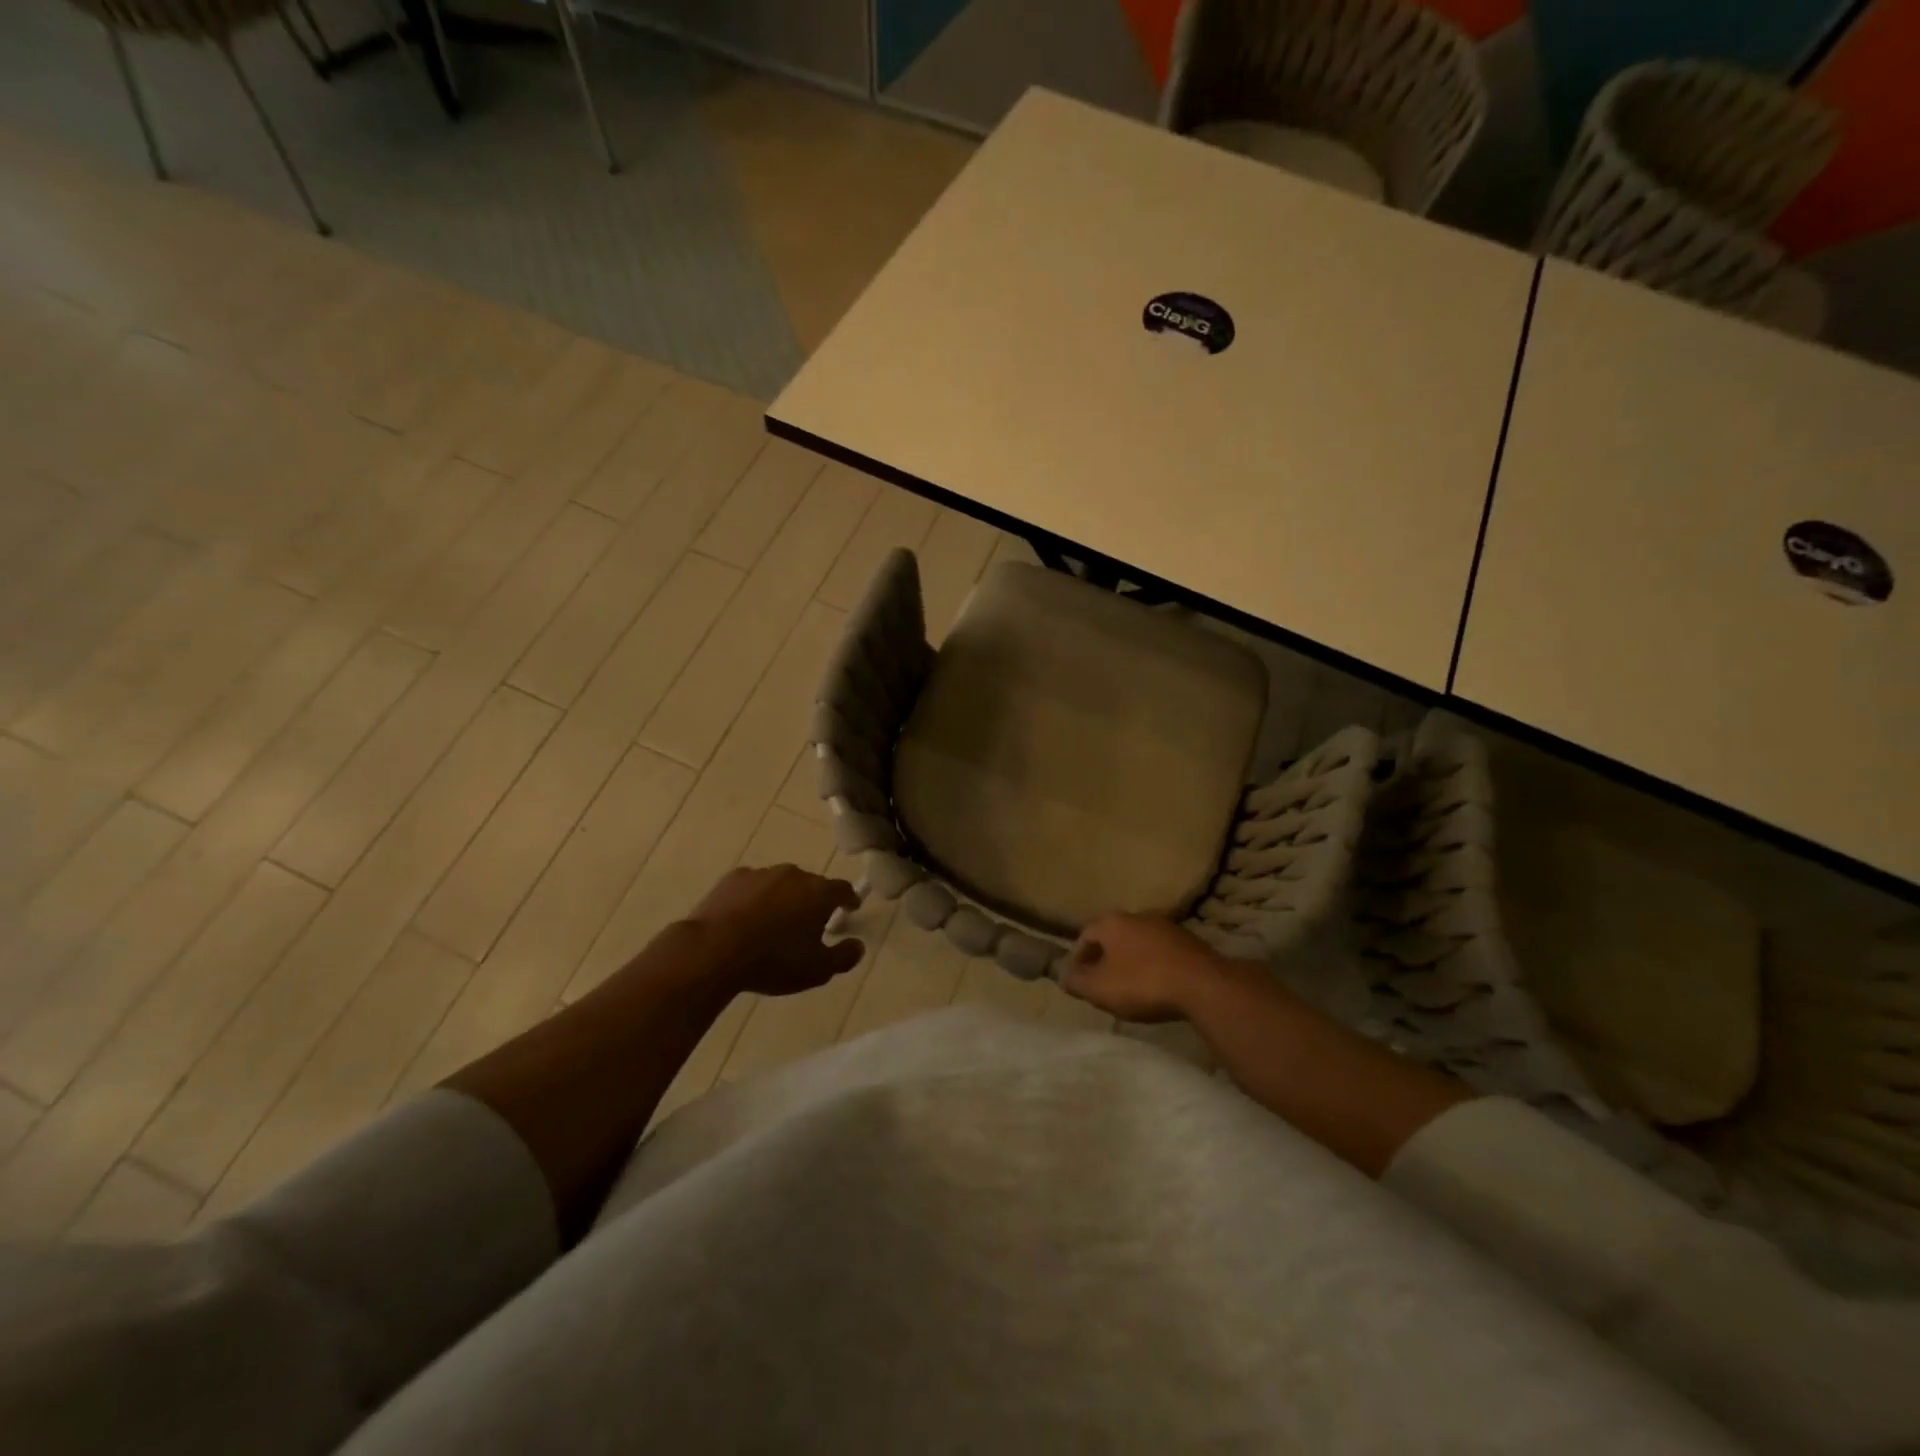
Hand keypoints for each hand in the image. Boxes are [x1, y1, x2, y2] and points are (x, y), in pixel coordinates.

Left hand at [684, 865, 863, 997]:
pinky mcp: (733, 879)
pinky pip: (753, 887)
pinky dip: (755, 899)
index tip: (851, 908)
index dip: (849, 899)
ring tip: (774, 924)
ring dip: (783, 899)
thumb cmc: (773, 960)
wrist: (714, 950)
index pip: (843, 889)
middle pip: (811, 885)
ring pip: (780, 884)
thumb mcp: (816, 970)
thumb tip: (858, 946)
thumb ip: (843, 957)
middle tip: (809, 924)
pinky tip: (746, 919)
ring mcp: (761, 874)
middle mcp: (793, 874)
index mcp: (818, 892)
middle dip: (813, 901)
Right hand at [1061, 914, 1230, 1022]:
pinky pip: (1161, 952)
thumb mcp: (1100, 989)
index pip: (1085, 934)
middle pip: (1113, 936)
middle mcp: (1137, 916)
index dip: (1078, 957)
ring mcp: (1166, 926)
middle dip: (1104, 958)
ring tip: (1129, 986)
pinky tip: (1157, 985)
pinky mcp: (1189, 941)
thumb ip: (1076, 981)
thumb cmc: (1143, 983)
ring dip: (1130, 961)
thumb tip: (1062, 975)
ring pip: (1138, 942)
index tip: (1078, 979)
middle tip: (1102, 982)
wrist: (1203, 985)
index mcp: (1112, 922)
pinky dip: (1153, 965)